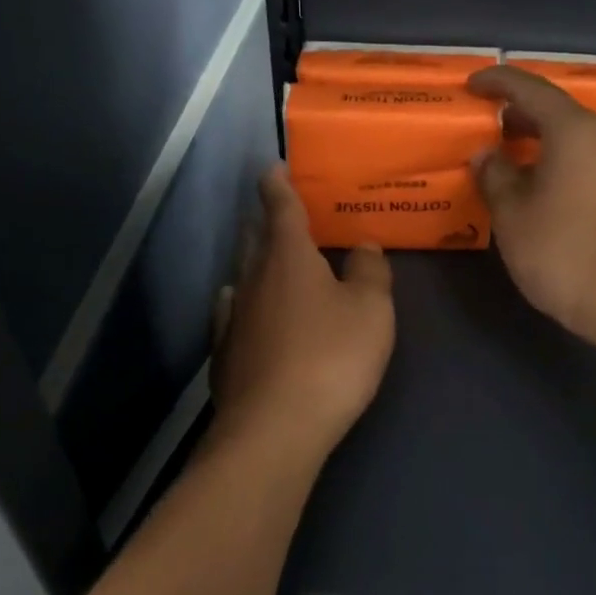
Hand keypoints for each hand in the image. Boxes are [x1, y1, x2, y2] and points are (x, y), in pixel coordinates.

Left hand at [210, 166, 395, 456]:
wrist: (274, 428)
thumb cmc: (331, 358)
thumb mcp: (371, 310)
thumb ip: (370, 272)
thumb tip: (363, 246)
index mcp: (288, 257)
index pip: (280, 207)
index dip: (277, 184)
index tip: (273, 167)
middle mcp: (253, 278)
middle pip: (255, 237)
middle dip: (266, 219)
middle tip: (280, 211)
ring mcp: (233, 316)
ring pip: (243, 274)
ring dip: (256, 261)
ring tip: (271, 259)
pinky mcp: (224, 353)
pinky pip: (232, 312)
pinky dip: (243, 301)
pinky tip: (242, 307)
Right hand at [468, 65, 595, 345]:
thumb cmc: (562, 251)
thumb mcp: (512, 214)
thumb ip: (495, 175)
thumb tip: (487, 154)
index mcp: (575, 130)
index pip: (531, 89)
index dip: (498, 82)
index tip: (472, 85)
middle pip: (558, 112)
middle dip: (519, 115)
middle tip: (487, 125)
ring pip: (576, 139)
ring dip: (542, 141)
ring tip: (509, 157)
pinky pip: (590, 161)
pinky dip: (562, 162)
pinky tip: (540, 186)